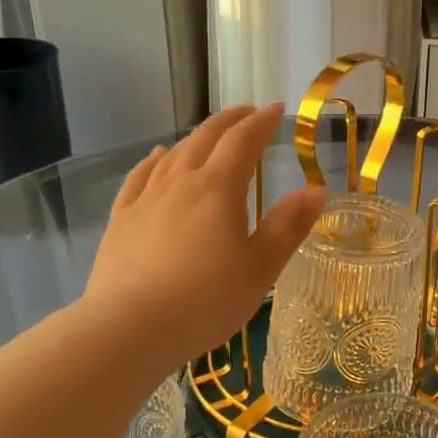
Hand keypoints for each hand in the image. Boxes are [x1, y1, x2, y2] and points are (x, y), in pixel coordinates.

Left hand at [86, 105, 325, 372]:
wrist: (129, 328)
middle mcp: (180, 183)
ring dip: (196, 137)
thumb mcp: (260, 269)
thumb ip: (287, 227)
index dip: (261, 123)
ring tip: (209, 132)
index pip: (243, 142)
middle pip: (206, 139)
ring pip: (174, 155)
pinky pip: (139, 177)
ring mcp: (146, 200)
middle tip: (247, 113)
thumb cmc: (206, 301)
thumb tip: (316, 190)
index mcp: (218, 189)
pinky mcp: (121, 220)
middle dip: (230, 122)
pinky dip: (154, 161)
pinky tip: (157, 157)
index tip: (276, 110)